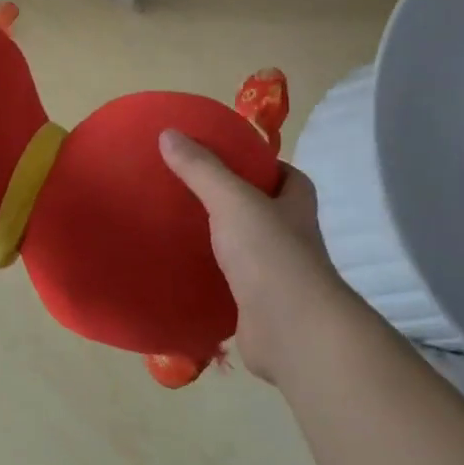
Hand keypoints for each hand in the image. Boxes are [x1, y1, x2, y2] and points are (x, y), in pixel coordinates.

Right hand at [159, 130, 353, 383]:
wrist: (291, 331)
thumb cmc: (270, 254)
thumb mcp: (232, 200)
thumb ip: (201, 169)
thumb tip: (168, 133)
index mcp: (295, 205)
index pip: (286, 175)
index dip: (261, 165)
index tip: (224, 158)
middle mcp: (291, 237)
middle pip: (263, 211)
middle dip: (232, 202)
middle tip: (187, 190)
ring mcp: (275, 275)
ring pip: (244, 249)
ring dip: (218, 241)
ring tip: (175, 226)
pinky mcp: (256, 306)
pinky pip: (228, 284)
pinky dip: (207, 278)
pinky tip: (178, 270)